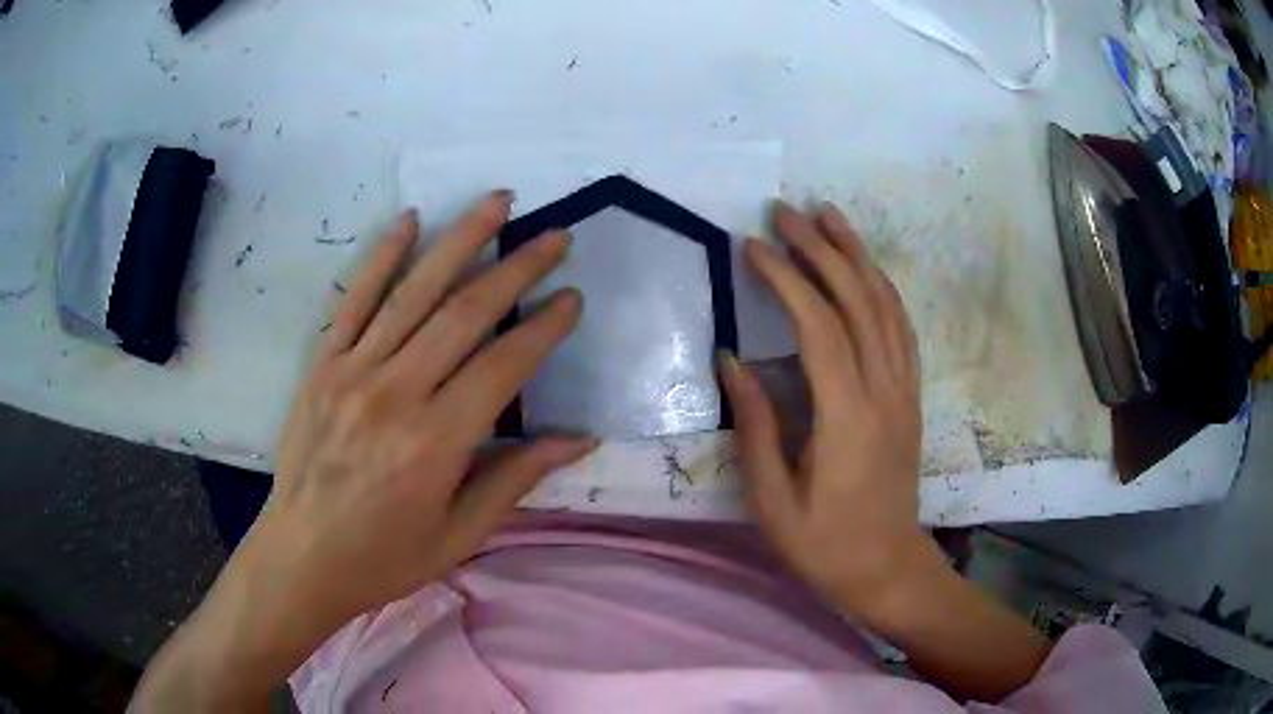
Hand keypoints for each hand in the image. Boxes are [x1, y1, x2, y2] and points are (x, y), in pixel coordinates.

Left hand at [134, 193, 596, 710]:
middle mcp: (396, 393)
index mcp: (435, 443)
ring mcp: (353, 370)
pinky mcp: (322, 363)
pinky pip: (355, 297)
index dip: (544, 327)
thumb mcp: (460, 535)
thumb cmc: (384, 557)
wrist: (301, 556)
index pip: (504, 366)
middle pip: (466, 312)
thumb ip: (516, 479)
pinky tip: (411, 219)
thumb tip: (580, 439)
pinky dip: (383, 254)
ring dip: (461, 238)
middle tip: (555, 236)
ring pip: (415, 290)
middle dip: (518, 266)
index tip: (572, 297)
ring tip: (499, 201)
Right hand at [721, 201, 938, 618]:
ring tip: (828, 217)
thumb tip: (731, 360)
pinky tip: (864, 269)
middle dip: (821, 248)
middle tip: (785, 211)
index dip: (786, 279)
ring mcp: (904, 390)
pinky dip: (881, 287)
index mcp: (847, 416)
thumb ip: (757, 424)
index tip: (752, 247)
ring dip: (857, 255)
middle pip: (858, 301)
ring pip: (886, 305)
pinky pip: (901, 327)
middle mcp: (884, 390)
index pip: (818, 326)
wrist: (887, 567)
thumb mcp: (773, 499)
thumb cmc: (824, 543)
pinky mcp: (911, 396)